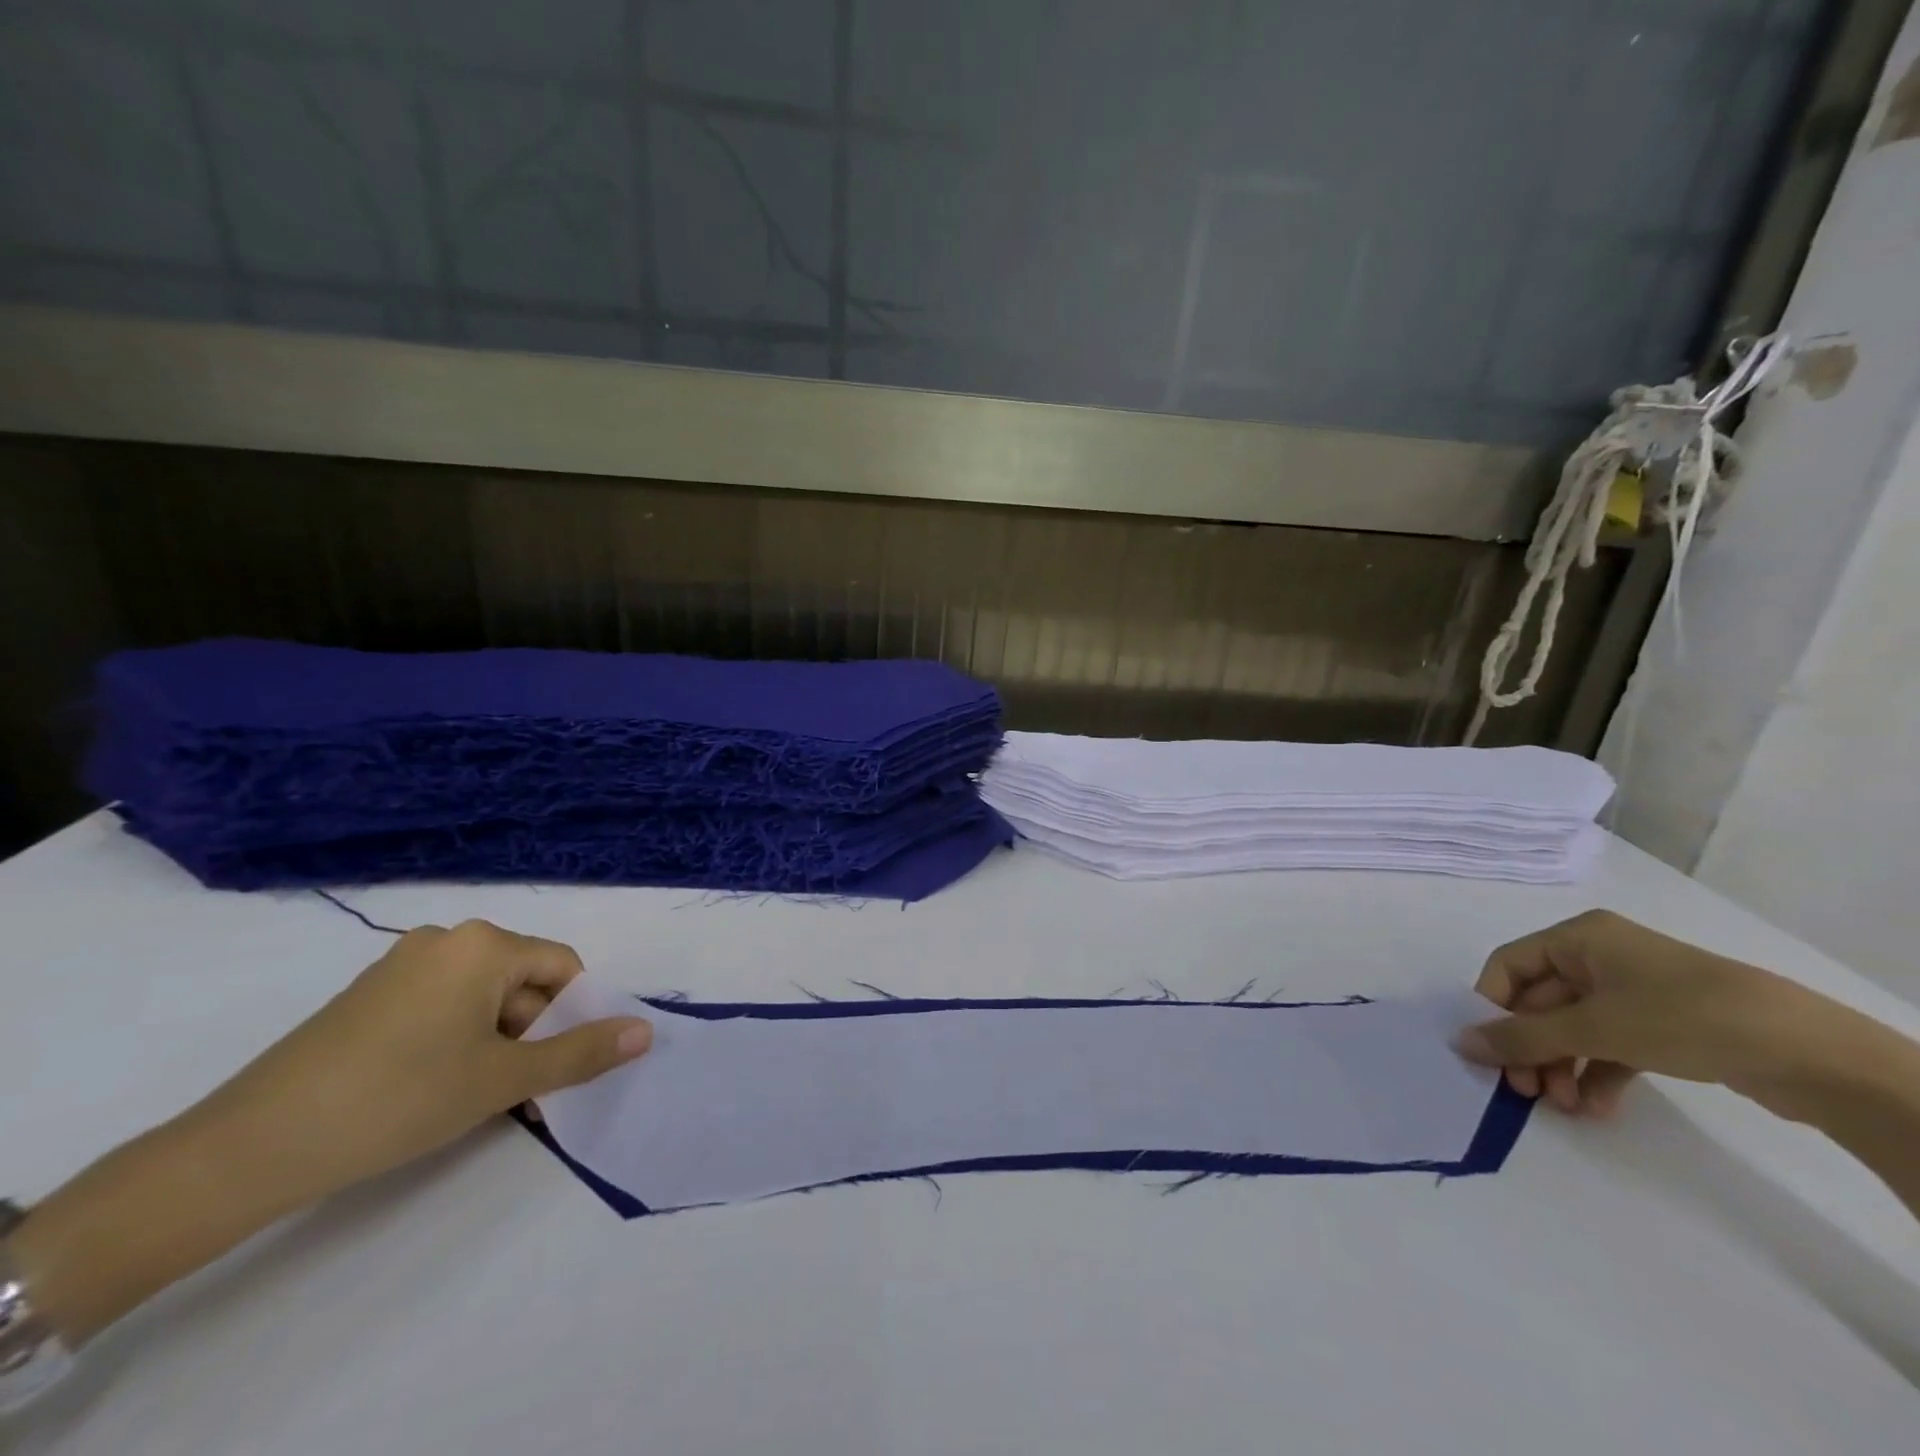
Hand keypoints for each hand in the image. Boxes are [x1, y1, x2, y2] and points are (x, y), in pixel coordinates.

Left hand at [197, 919, 653, 1205]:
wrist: (247, 1149)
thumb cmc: (398, 1099)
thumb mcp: (503, 1079)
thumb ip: (582, 1053)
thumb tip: (647, 1032)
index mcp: (484, 944)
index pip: (563, 967)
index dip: (571, 1017)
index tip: (554, 1068)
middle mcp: (446, 939)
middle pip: (523, 981)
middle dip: (532, 1035)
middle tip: (516, 1093)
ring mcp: (401, 966)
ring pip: (483, 999)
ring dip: (497, 1044)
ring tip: (473, 1099)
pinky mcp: (369, 996)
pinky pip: (441, 1008)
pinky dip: (456, 1043)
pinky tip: (432, 1090)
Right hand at [1454, 909, 1809, 1117]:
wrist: (1810, 1052)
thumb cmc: (1681, 1016)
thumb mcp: (1593, 1027)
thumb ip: (1521, 1037)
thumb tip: (1460, 1042)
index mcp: (1578, 938)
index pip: (1508, 967)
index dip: (1492, 1007)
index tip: (1489, 1052)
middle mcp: (1599, 957)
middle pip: (1540, 1002)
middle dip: (1531, 1049)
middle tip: (1526, 1091)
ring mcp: (1634, 992)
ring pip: (1574, 1028)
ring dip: (1561, 1067)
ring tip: (1565, 1107)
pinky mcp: (1663, 1025)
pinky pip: (1610, 1045)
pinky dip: (1597, 1074)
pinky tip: (1597, 1108)